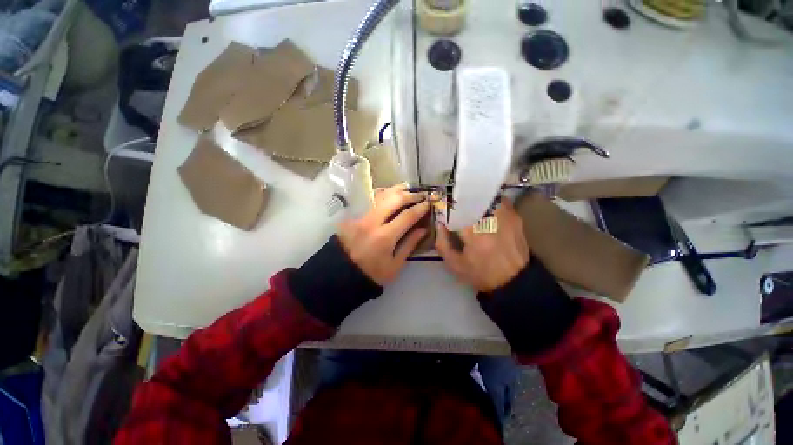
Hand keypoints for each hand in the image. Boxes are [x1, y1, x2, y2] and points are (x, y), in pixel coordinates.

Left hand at [337, 184, 429, 284]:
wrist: (342, 273)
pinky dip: (383, 194)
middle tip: (420, 195)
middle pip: (394, 199)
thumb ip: (409, 245)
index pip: (407, 216)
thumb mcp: (395, 265)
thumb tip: (423, 229)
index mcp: (385, 237)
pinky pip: (371, 200)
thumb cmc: (372, 273)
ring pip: (381, 195)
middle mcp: (372, 222)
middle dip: (410, 195)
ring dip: (396, 190)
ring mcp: (361, 217)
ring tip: (408, 189)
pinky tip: (390, 193)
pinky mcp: (354, 216)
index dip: (420, 208)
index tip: (428, 203)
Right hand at [435, 199, 528, 291]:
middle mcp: (490, 221)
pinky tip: (484, 211)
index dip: (447, 207)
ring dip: (476, 201)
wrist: (514, 281)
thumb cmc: (481, 274)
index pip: (456, 210)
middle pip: (471, 200)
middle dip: (461, 201)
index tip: (442, 209)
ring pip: (486, 198)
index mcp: (474, 234)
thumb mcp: (455, 264)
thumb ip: (442, 243)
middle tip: (455, 206)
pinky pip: (499, 202)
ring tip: (470, 207)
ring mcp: (505, 217)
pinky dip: (490, 203)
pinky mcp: (515, 217)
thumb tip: (439, 224)